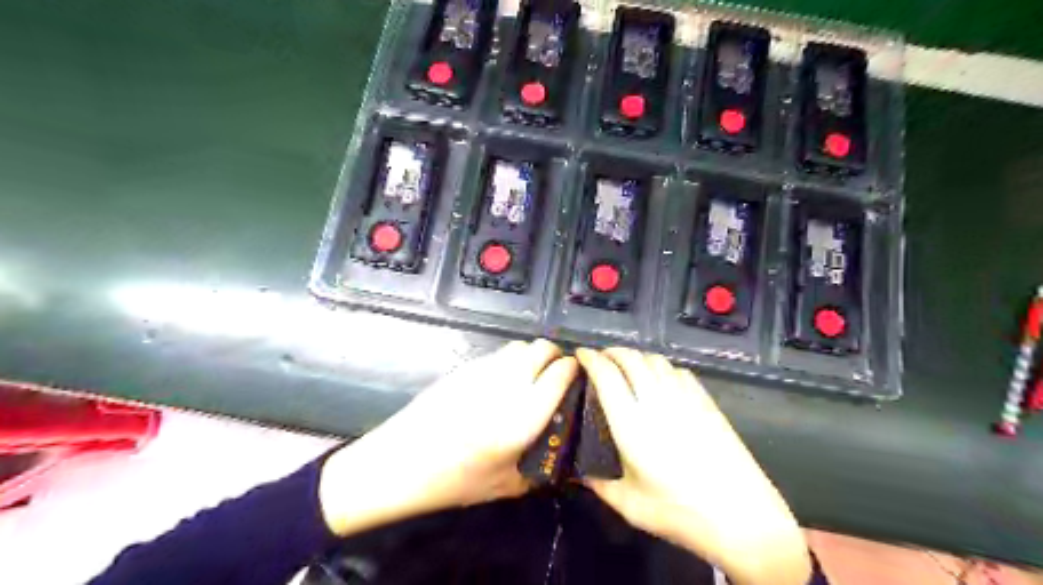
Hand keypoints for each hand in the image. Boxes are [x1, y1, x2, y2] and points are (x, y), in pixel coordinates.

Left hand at [321, 340, 578, 537]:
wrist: (401, 461)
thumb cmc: (455, 480)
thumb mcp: (506, 486)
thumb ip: (541, 471)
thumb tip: (563, 460)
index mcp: (523, 416)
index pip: (560, 373)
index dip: (573, 370)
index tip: (577, 377)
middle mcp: (508, 384)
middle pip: (542, 348)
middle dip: (555, 356)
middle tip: (556, 376)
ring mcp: (484, 371)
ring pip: (519, 346)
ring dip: (533, 355)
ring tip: (531, 376)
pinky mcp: (465, 367)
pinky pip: (498, 353)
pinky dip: (511, 359)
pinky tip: (503, 381)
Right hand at [574, 347, 809, 584]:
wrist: (743, 518)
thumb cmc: (681, 513)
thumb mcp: (630, 506)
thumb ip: (598, 485)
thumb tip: (577, 473)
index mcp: (631, 424)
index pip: (606, 375)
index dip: (590, 358)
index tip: (580, 355)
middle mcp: (656, 401)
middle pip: (631, 358)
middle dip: (611, 352)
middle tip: (599, 360)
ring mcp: (685, 398)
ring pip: (655, 360)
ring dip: (636, 357)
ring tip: (626, 367)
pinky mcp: (706, 402)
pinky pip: (678, 371)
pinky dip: (661, 367)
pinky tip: (660, 380)